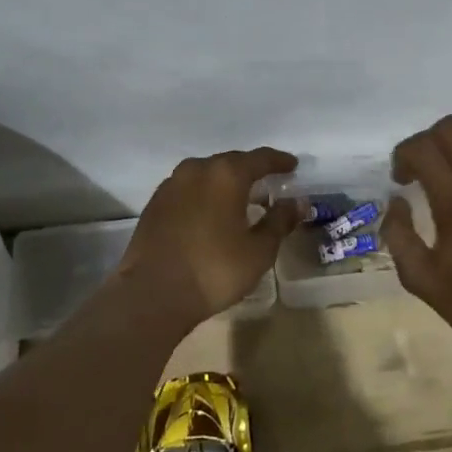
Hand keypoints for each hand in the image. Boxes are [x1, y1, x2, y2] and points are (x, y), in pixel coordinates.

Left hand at [118, 147, 301, 323]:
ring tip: (240, 198)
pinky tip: (211, 212)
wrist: (152, 293)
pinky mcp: (155, 203)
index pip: (260, 158)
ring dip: (225, 182)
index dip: (279, 161)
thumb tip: (298, 203)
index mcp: (226, 174)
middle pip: (231, 162)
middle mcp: (197, 169)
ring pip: (206, 174)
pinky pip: (188, 188)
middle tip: (268, 183)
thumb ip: (280, 221)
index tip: (292, 166)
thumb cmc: (214, 270)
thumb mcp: (258, 250)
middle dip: (251, 171)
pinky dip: (204, 194)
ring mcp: (171, 184)